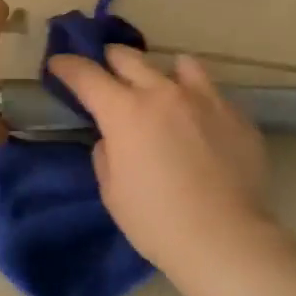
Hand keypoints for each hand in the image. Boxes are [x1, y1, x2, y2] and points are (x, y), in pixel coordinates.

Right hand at [47, 47, 285, 275]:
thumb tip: (114, 138)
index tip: (59, 64)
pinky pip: (212, 94)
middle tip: (107, 73)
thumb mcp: (112, 192)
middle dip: (111, 61)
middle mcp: (163, 93)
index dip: (68, 66)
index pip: (86, 75)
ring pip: (180, 64)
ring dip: (162, 73)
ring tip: (163, 90)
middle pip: (129, 57)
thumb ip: (107, 154)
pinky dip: (198, 101)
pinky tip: (201, 126)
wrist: (225, 238)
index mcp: (125, 111)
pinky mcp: (236, 115)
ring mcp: (205, 99)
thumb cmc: (156, 221)